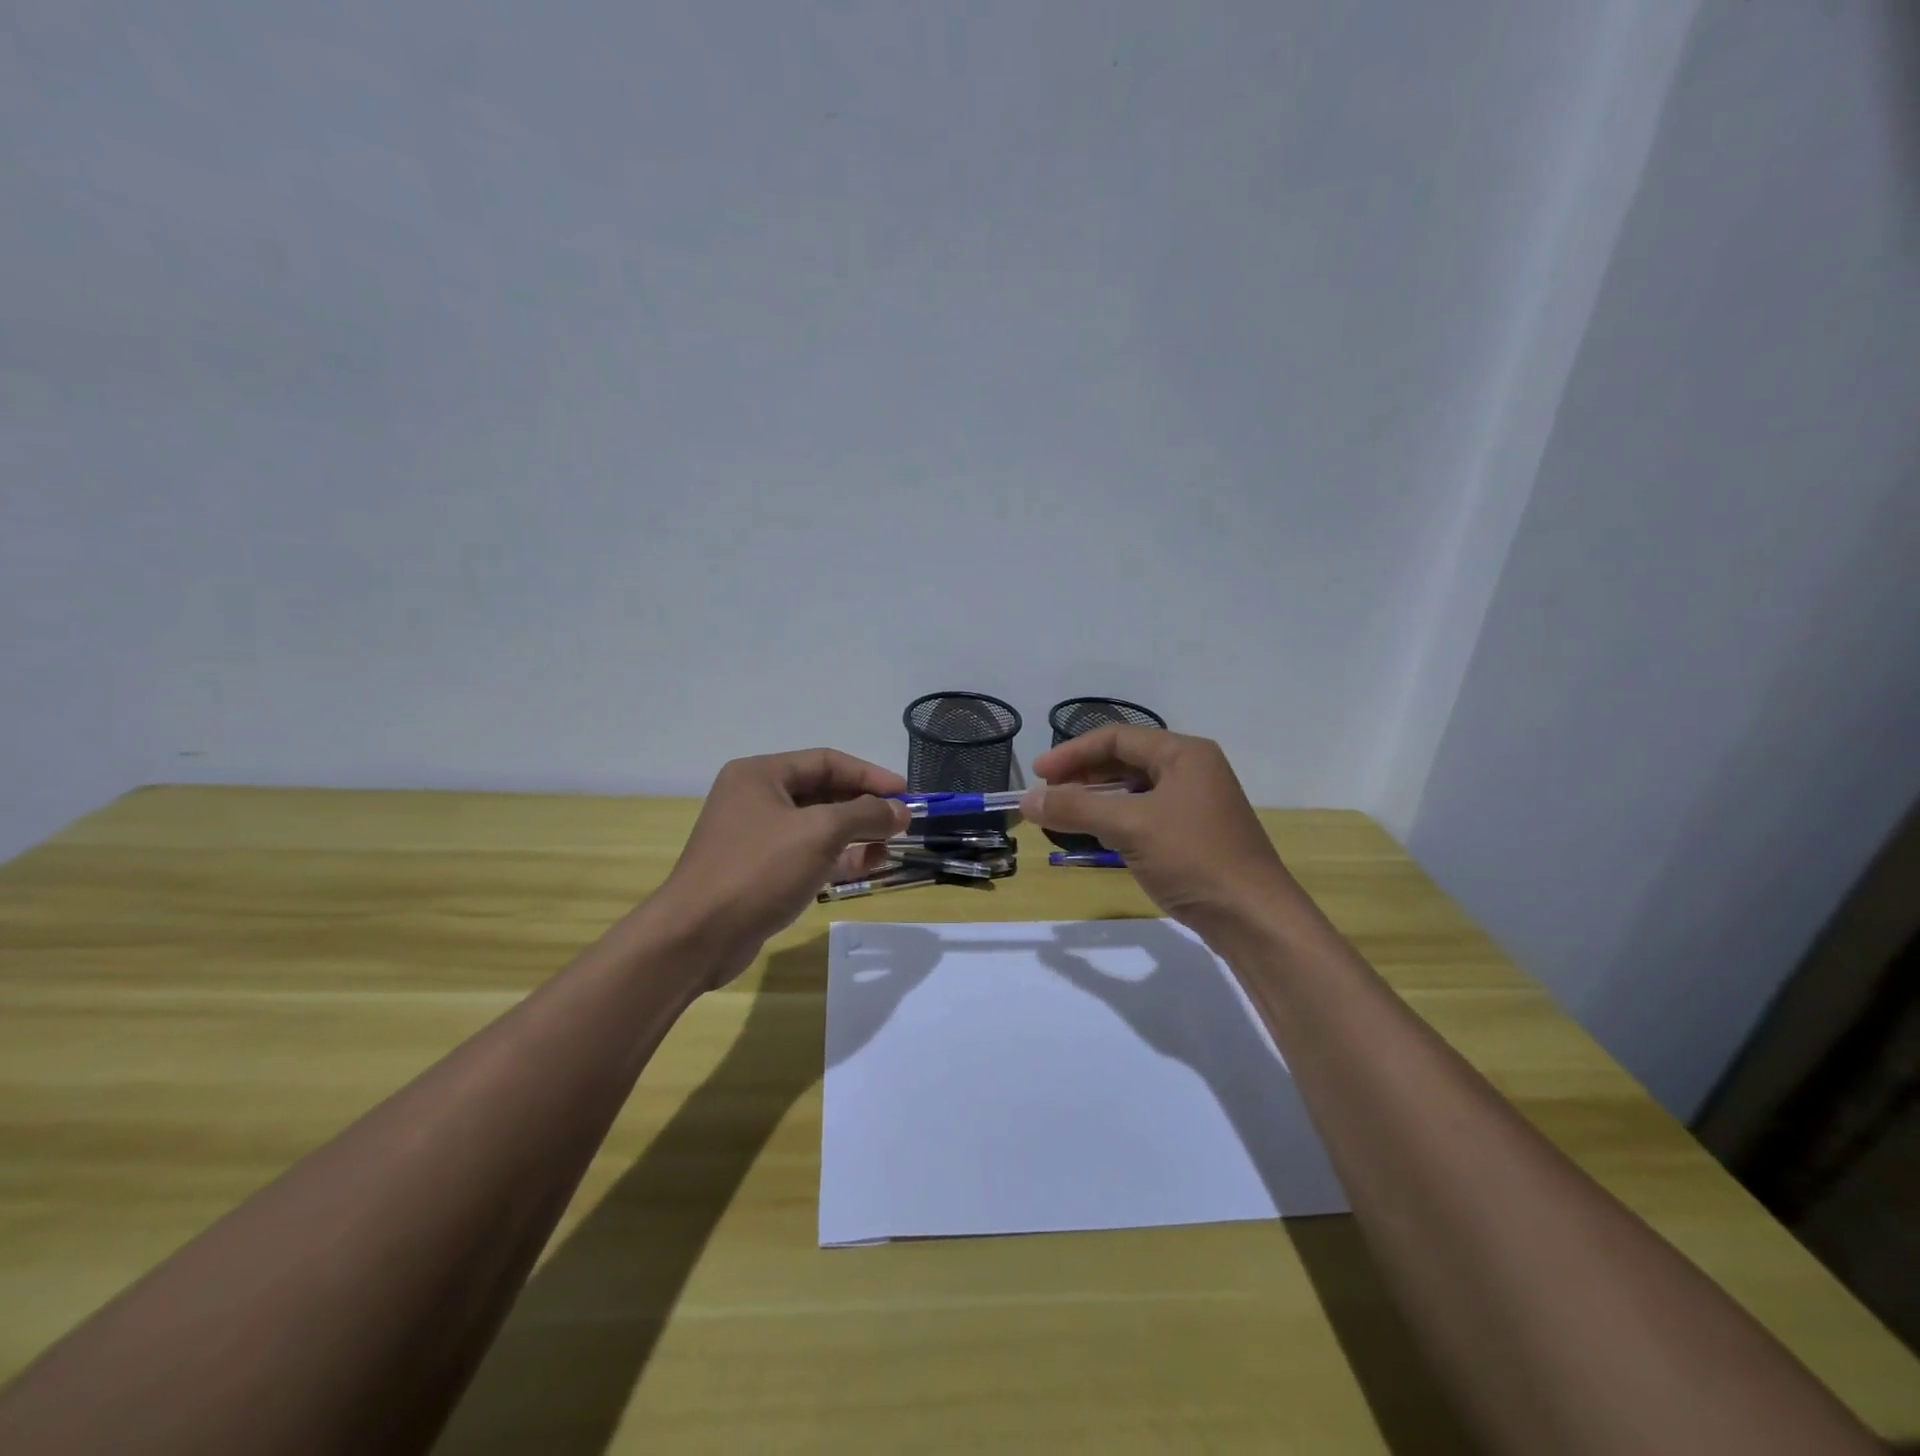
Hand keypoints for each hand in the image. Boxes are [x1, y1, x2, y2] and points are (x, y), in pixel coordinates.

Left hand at [656, 749, 909, 987]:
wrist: (697, 936)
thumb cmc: (758, 869)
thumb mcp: (819, 832)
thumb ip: (865, 815)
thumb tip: (900, 811)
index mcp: (761, 775)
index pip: (826, 761)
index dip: (869, 774)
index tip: (905, 792)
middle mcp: (756, 799)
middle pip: (823, 793)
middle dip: (864, 806)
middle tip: (901, 821)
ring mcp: (757, 837)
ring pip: (818, 826)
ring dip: (856, 833)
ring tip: (892, 845)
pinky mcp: (761, 872)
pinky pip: (808, 854)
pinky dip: (838, 857)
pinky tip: (868, 864)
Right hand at [1019, 727, 1299, 936]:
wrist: (1253, 917)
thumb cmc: (1193, 859)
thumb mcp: (1129, 827)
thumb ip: (1075, 808)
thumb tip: (1027, 800)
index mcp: (1184, 754)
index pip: (1117, 738)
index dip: (1073, 752)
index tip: (1038, 774)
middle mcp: (1193, 770)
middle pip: (1126, 760)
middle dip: (1083, 774)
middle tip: (1047, 793)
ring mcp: (1196, 803)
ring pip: (1135, 789)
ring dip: (1097, 798)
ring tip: (1063, 812)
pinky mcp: (1194, 833)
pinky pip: (1146, 814)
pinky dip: (1116, 818)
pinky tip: (1096, 833)